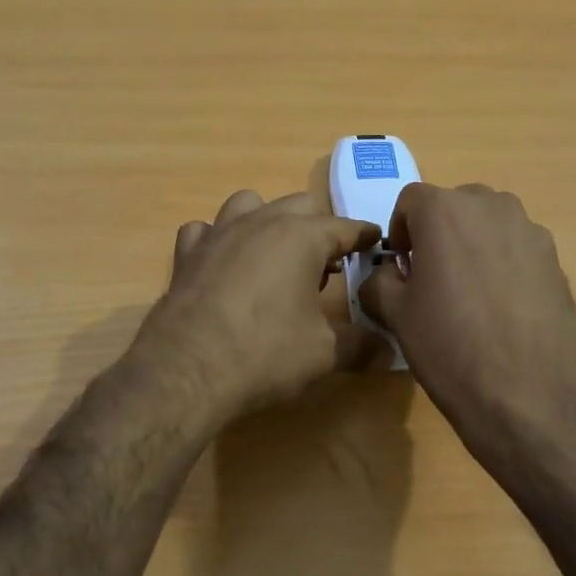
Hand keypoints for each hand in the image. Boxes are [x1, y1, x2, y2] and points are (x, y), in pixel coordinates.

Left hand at [137, 190, 383, 420]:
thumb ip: (360, 346)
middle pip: (299, 205)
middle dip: (318, 227)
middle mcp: (261, 222)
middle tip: (327, 262)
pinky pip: (205, 230)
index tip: (375, 240)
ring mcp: (218, 233)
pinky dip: (218, 239)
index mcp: (301, 237)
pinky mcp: (187, 253)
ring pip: (249, 204)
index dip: (363, 235)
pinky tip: (222, 263)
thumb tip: (389, 351)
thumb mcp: (324, 354)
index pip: (344, 227)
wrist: (186, 370)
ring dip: (267, 220)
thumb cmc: (265, 353)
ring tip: (274, 255)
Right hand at [359, 183, 575, 463]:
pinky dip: (504, 264)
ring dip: (474, 245)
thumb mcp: (395, 313)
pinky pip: (518, 249)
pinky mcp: (556, 259)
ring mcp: (530, 231)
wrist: (525, 393)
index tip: (403, 267)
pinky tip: (503, 309)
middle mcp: (491, 206)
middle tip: (434, 277)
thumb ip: (379, 279)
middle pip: (454, 206)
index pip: (410, 200)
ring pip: (490, 224)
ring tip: (472, 294)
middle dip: (439, 233)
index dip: (400, 231)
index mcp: (444, 210)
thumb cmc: (449, 346)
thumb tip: (389, 273)